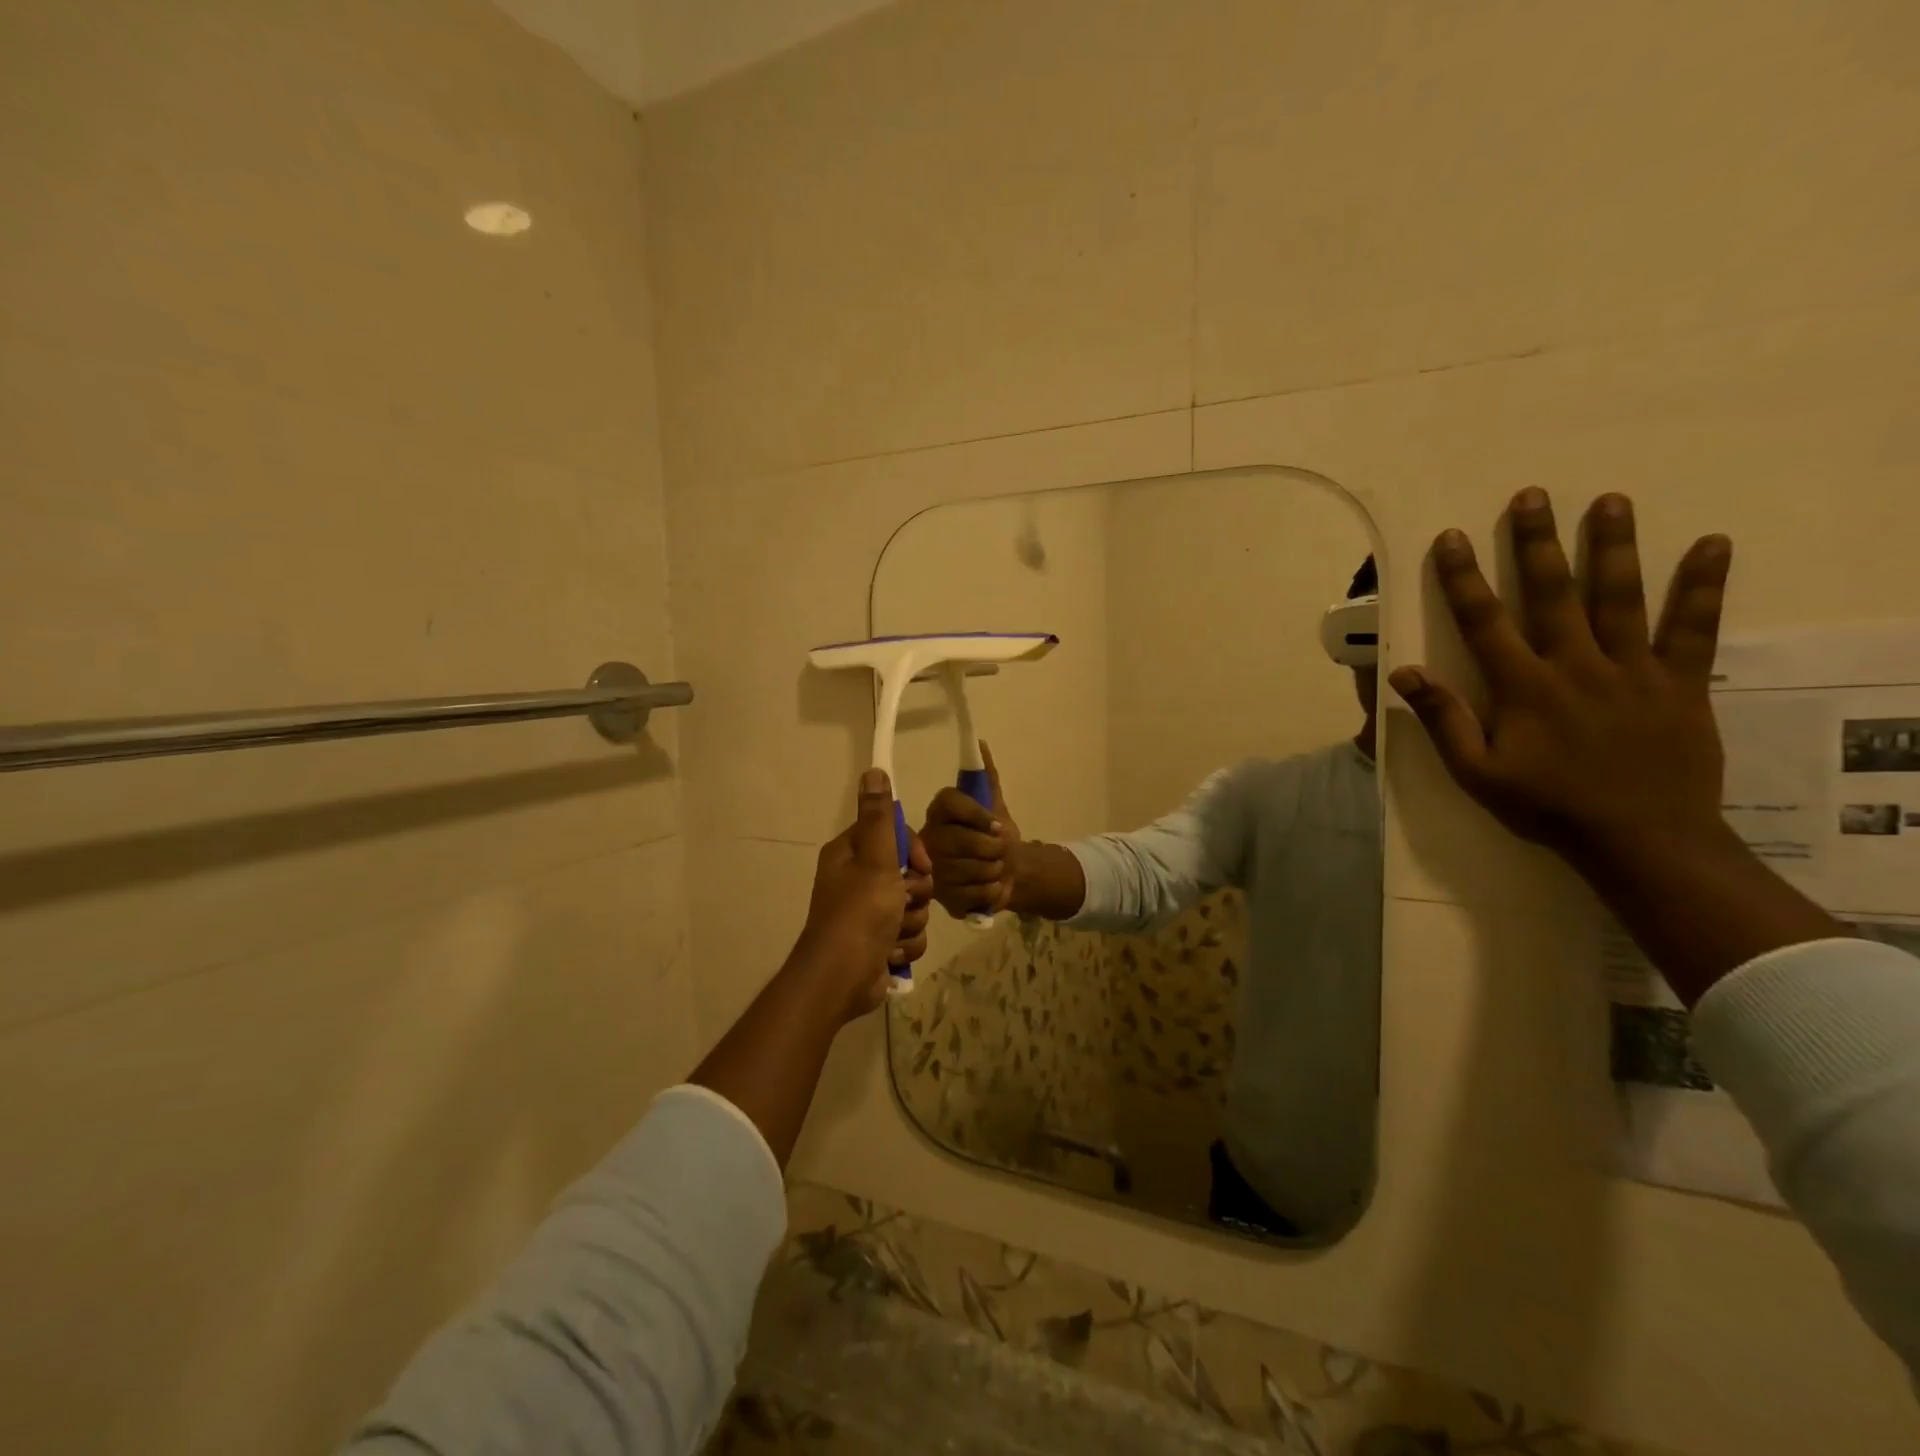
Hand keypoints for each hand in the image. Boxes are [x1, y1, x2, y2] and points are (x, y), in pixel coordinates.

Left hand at [792, 768, 933, 1022]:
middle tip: (902, 901)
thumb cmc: (859, 913)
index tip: (919, 866)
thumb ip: (879, 817)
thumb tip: (874, 770)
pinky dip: (905, 944)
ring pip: (914, 906)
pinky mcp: (880, 941)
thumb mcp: (875, 859)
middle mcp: (857, 879)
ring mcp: (869, 913)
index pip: (896, 835)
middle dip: (914, 892)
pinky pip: (910, 933)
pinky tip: (890, 953)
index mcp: (850, 854)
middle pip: (910, 873)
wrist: (842, 978)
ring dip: (910, 921)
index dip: (914, 851)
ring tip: (892, 933)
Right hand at [921, 741, 1022, 918]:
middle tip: (999, 851)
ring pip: (970, 868)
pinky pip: (972, 894)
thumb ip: (987, 778)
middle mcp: (928, 838)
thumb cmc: (996, 836)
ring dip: (994, 870)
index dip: (977, 815)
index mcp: (939, 811)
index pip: (951, 802)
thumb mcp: (995, 805)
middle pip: (963, 840)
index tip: (998, 826)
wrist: (1006, 872)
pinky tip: (988, 887)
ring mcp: (931, 870)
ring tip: (994, 868)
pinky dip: (990, 891)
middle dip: (993, 848)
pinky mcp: (940, 897)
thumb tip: (980, 744)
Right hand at [1390, 489, 1730, 865]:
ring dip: (1613, 546)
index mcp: (1524, 687)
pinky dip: (1703, 587)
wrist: (1641, 839)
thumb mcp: (1476, 772)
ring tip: (1609, 500)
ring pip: (1622, 598)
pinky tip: (1713, 545)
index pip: (1485, 621)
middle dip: (1537, 543)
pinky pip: (1695, 629)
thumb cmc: (1547, 806)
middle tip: (1531, 495)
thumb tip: (1404, 673)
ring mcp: (1634, 670)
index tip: (1451, 538)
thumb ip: (1443, 719)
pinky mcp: (1681, 683)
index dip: (1463, 578)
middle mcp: (1576, 666)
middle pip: (1553, 593)